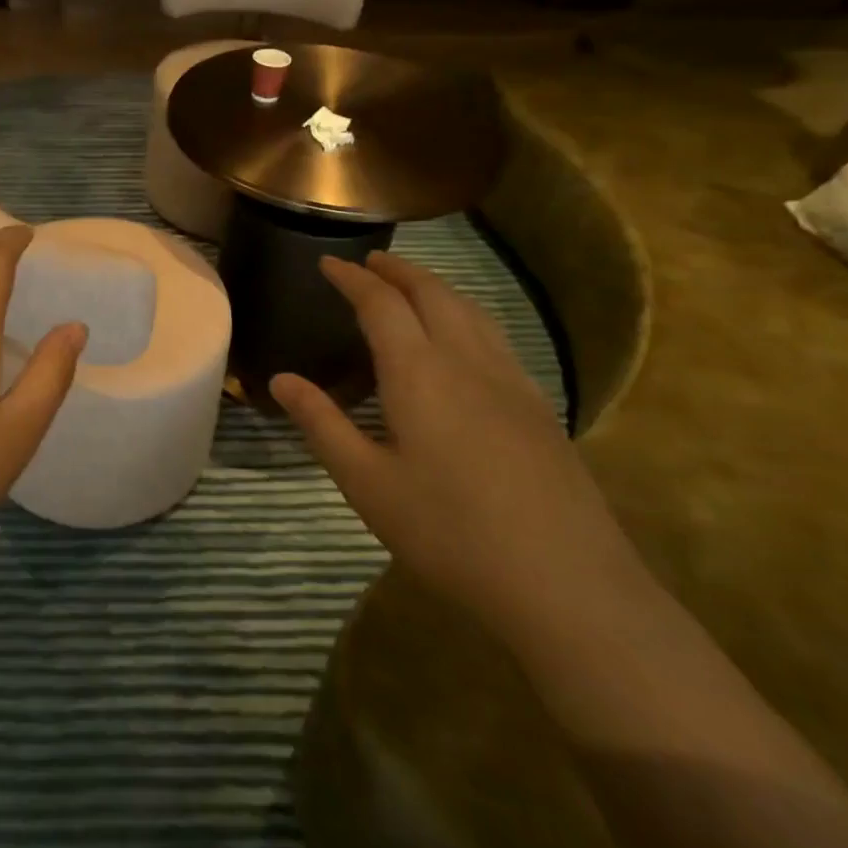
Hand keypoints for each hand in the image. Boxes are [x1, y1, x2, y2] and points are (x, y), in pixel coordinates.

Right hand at [270, 252, 640, 640]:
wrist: (567, 585)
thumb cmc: (450, 532)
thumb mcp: (367, 483)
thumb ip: (322, 423)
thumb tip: (280, 379)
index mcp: (420, 373)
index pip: (381, 305)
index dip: (352, 279)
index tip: (327, 262)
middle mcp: (467, 361)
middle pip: (433, 294)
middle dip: (397, 270)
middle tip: (368, 262)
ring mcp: (512, 382)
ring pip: (471, 311)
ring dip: (435, 287)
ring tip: (410, 286)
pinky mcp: (539, 407)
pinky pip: (495, 337)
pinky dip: (466, 315)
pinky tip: (463, 340)